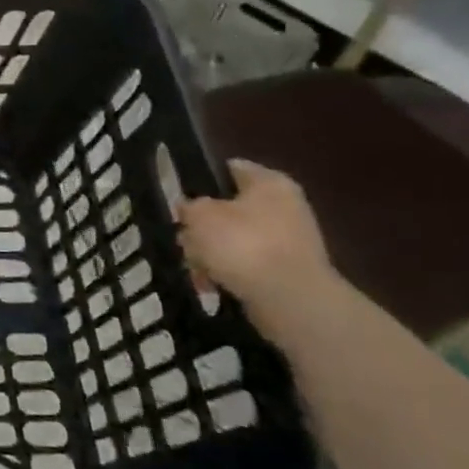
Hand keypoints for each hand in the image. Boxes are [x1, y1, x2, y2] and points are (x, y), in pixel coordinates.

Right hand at [177, 160, 337, 319]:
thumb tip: (190, 209)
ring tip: (195, 268)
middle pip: (228, 209)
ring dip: (210, 253)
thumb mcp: (199, 216)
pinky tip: (210, 284)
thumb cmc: (243, 245)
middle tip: (184, 239)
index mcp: (269, 183)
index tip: (178, 196)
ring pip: (234, 240)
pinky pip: (246, 265)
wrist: (290, 301)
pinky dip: (227, 273)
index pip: (230, 168)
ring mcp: (289, 241)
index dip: (201, 179)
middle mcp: (285, 207)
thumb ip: (189, 206)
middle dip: (202, 226)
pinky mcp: (287, 272)